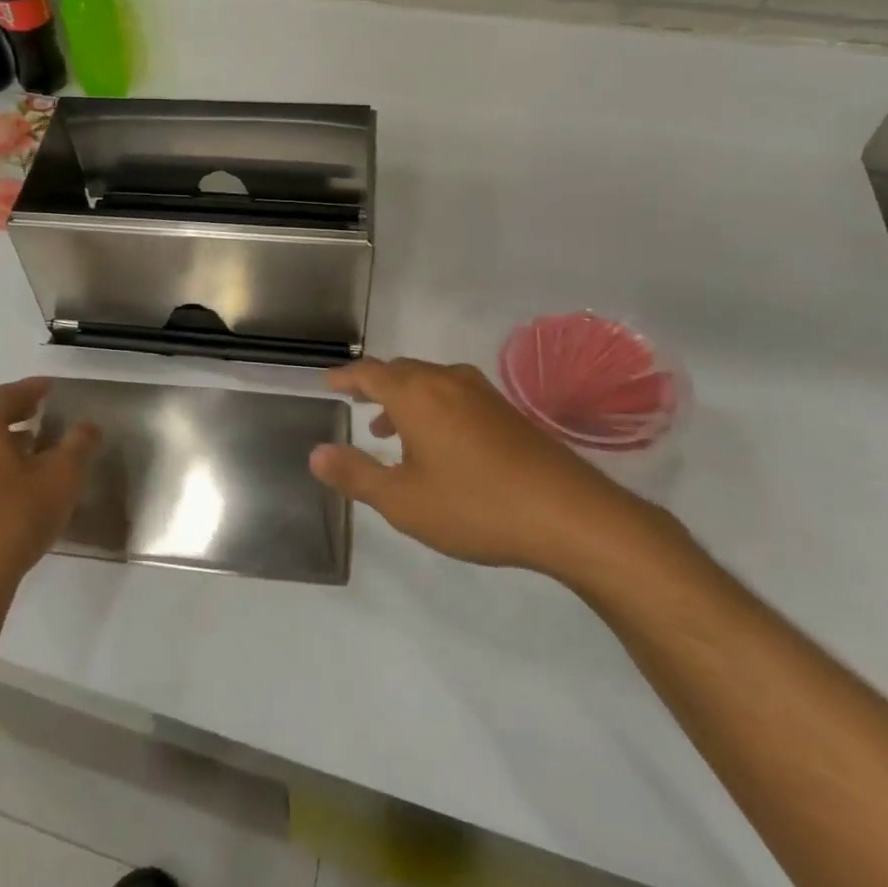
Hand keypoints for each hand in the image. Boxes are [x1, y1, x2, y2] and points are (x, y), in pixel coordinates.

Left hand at [0, 378, 98, 601]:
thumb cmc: (17, 516)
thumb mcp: (62, 476)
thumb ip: (78, 444)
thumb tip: (88, 426)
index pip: (4, 395)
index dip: (30, 388)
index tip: (51, 388)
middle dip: (13, 409)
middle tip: (40, 410)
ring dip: (2, 436)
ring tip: (32, 444)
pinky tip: (13, 480)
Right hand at [309, 357, 659, 582]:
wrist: (570, 515)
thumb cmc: (475, 505)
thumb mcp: (403, 500)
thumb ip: (356, 474)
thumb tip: (316, 453)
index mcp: (416, 394)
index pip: (369, 373)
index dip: (345, 377)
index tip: (329, 383)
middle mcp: (447, 381)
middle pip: (401, 371)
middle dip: (375, 387)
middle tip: (357, 405)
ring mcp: (482, 393)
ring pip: (430, 382)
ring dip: (405, 400)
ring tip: (391, 431)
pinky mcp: (508, 411)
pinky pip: (455, 395)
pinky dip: (433, 408)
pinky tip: (440, 444)